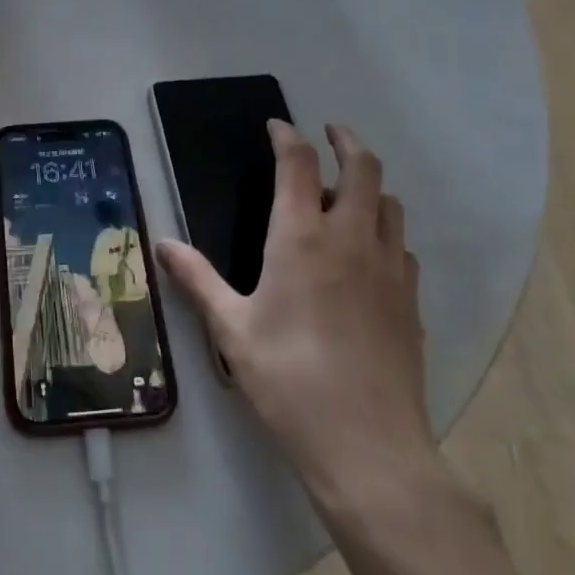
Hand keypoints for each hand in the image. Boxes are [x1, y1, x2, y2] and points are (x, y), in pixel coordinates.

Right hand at [158, 121, 440, 515]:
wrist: (368, 447)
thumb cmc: (288, 380)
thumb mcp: (231, 329)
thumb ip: (197, 280)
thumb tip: (162, 245)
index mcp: (301, 237)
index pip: (298, 164)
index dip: (287, 136)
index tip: (276, 126)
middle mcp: (351, 238)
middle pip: (363, 167)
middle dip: (346, 140)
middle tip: (330, 132)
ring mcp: (389, 268)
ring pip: (391, 204)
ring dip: (370, 186)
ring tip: (348, 193)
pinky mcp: (412, 300)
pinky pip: (403, 247)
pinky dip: (387, 232)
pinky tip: (371, 255)